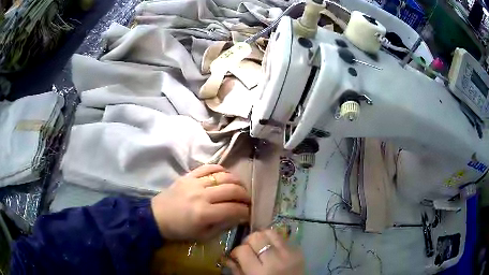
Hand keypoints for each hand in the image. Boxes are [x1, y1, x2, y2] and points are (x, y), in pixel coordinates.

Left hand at [151, 164, 249, 239]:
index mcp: (204, 214)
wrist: (157, 216)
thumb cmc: (180, 230)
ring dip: (237, 181)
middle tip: (248, 201)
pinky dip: (221, 169)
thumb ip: (223, 226)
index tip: (249, 213)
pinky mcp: (189, 175)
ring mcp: (195, 182)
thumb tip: (239, 217)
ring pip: (224, 176)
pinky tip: (226, 176)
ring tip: (240, 188)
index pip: (234, 209)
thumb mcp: (203, 236)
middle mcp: (202, 195)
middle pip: (232, 190)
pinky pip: (209, 167)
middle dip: (245, 195)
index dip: (246, 211)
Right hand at [227, 230, 304, 274]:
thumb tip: (228, 257)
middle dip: (249, 241)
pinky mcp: (298, 250)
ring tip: (261, 245)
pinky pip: (283, 238)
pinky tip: (273, 250)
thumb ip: (237, 270)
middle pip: (257, 237)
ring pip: (271, 232)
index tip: (237, 255)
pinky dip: (275, 241)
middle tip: (248, 248)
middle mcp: (275, 260)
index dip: (237, 251)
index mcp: (260, 272)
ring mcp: (289, 253)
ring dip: (263, 237)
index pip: (243, 250)